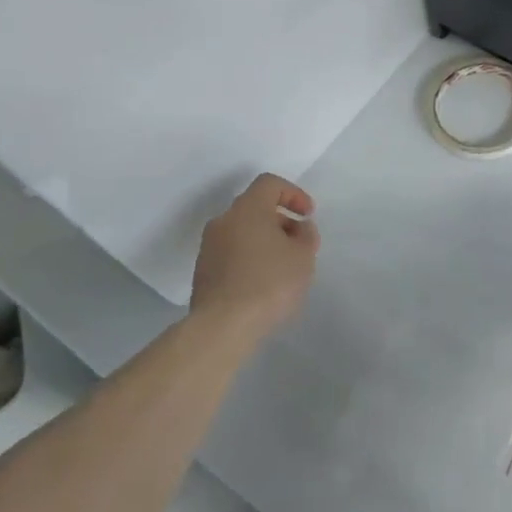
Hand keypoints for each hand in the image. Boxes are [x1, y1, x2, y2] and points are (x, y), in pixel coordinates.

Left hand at [189, 174, 319, 341]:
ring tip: (284, 268)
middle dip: (281, 221)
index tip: (308, 215)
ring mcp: (209, 247)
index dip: (293, 193)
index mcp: (248, 209)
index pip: (270, 184)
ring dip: (265, 241)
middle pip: (255, 208)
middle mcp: (224, 221)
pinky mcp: (203, 272)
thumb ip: (306, 235)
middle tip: (299, 245)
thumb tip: (298, 228)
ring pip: (242, 232)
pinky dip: (250, 259)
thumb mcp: (303, 256)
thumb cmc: (269, 283)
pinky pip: (232, 254)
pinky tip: (263, 284)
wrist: (222, 327)